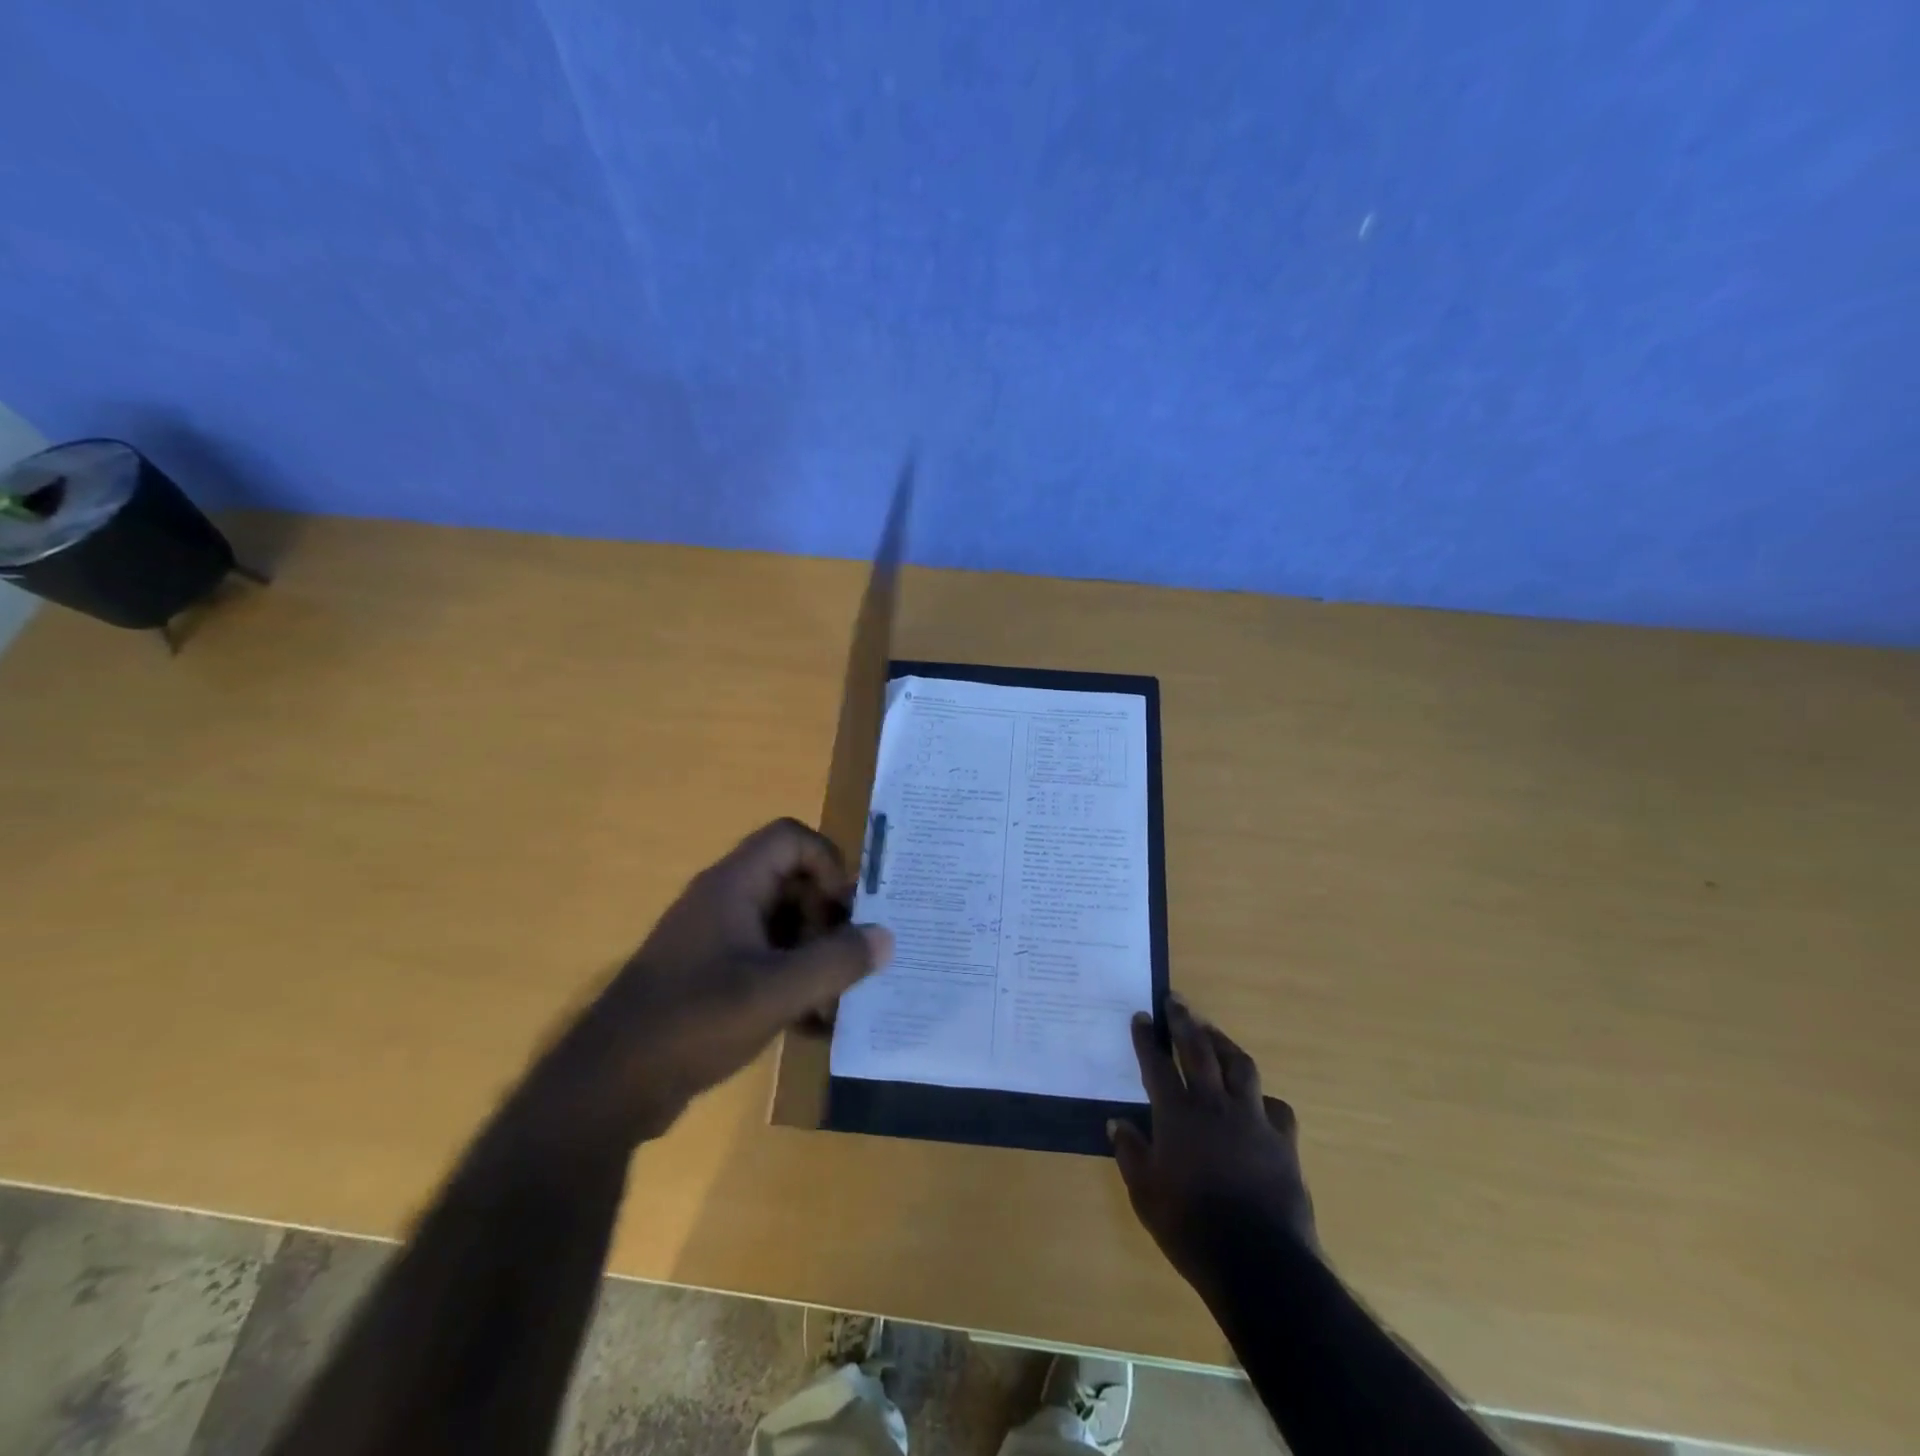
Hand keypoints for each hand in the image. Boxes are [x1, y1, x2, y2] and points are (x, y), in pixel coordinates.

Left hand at [527, 819, 892, 1149]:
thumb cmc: (694, 1021)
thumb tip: (886, 936)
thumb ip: (837, 961)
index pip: (791, 838)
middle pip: (792, 881)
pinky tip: (811, 1025)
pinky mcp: (710, 976)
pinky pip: (765, 960)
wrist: (610, 1086)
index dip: (827, 864)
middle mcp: (723, 902)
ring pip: (782, 925)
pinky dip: (792, 982)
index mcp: (733, 886)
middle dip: (827, 919)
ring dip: (814, 956)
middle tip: (845, 963)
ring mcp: (715, 940)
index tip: (846, 912)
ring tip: (835, 1002)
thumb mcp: (776, 992)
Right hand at [1109, 996, 1317, 1298]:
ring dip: (1224, 1043)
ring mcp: (1253, 1119)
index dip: (1148, 1038)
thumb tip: (1116, 1122)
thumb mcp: (1145, 1194)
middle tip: (1176, 1000)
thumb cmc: (1191, 1227)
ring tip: (1213, 1032)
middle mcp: (1215, 1105)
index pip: (1157, 1064)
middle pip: (1198, 1050)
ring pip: (1240, 1066)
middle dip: (1184, 1021)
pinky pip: (1275, 1107)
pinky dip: (1262, 1097)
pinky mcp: (1283, 1141)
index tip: (1142, 1016)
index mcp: (1178, 1114)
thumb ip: (1130, 1152)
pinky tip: (1257, 1100)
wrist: (1260, 1262)